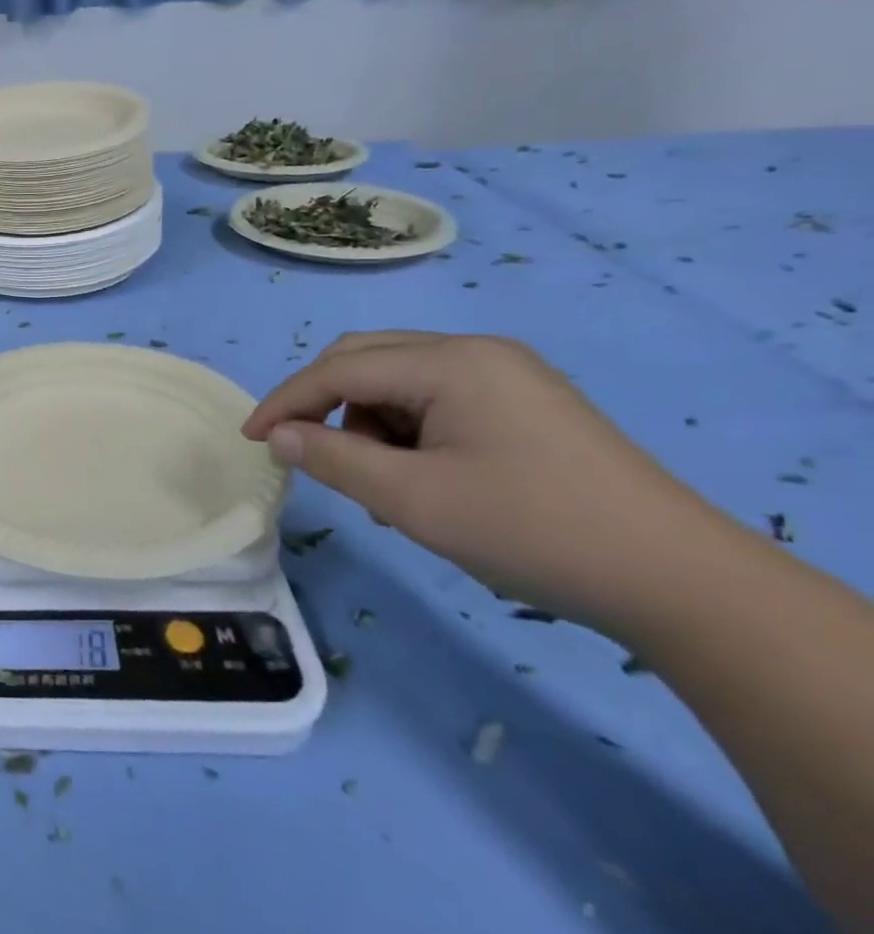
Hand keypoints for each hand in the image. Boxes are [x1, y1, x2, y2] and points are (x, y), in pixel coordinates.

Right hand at [242, 331, 724, 632]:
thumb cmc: (532, 530)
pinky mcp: (526, 401)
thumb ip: (332, 458)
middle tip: (306, 454)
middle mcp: (476, 351)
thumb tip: (277, 435)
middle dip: (326, 404)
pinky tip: (424, 476)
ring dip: (369, 422)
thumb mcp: (413, 499)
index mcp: (450, 362)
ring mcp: (507, 374)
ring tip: (384, 484)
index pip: (340, 369)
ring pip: (400, 380)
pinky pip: (438, 398)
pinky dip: (408, 430)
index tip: (252, 439)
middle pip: (367, 359)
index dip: (286, 401)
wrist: (682, 582)